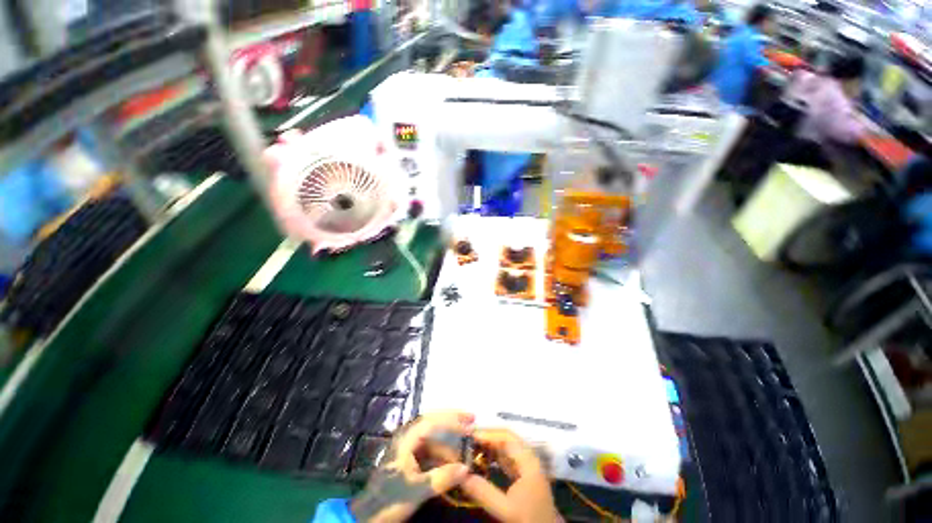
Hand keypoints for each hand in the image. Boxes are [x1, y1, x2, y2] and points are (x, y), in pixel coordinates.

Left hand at [350, 411, 474, 522]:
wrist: (368, 516)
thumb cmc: (390, 498)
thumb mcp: (417, 489)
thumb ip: (442, 478)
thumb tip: (466, 468)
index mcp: (407, 438)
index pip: (433, 422)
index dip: (452, 422)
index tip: (470, 425)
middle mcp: (408, 437)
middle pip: (434, 422)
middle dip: (452, 420)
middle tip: (472, 418)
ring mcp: (409, 447)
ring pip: (433, 436)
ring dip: (449, 438)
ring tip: (466, 441)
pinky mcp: (410, 459)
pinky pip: (430, 449)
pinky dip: (443, 452)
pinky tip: (453, 458)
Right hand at [460, 428, 560, 522]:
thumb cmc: (529, 519)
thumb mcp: (506, 509)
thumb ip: (484, 492)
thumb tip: (461, 475)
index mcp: (528, 460)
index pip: (507, 437)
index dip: (488, 433)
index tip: (470, 435)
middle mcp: (529, 457)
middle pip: (507, 438)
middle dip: (488, 437)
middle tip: (468, 439)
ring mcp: (528, 465)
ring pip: (507, 447)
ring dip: (491, 445)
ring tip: (472, 447)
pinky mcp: (525, 474)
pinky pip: (508, 457)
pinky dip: (495, 455)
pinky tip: (483, 459)